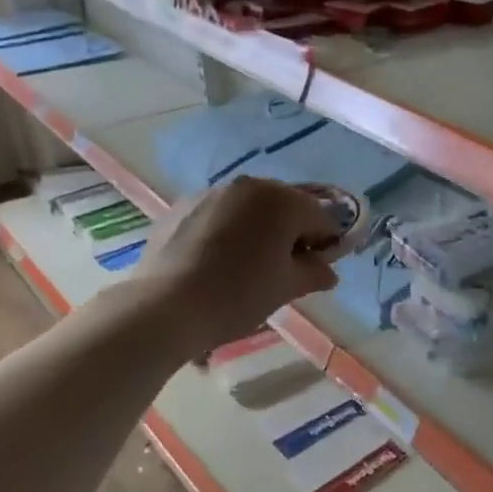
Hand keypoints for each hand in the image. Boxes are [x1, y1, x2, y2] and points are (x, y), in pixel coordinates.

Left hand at [137, 177, 340, 353]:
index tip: (316, 271)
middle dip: (291, 233)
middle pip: (285, 206)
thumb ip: (314, 273)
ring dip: (258, 230)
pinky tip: (216, 262)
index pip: (322, 218)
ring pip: (250, 208)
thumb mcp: (286, 288)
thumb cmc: (238, 295)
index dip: (326, 245)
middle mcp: (249, 185)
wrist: (165, 306)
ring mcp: (212, 192)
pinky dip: (227, 231)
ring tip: (246, 266)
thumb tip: (327, 271)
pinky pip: (219, 215)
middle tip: (283, 270)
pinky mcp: (182, 206)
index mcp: (282, 200)